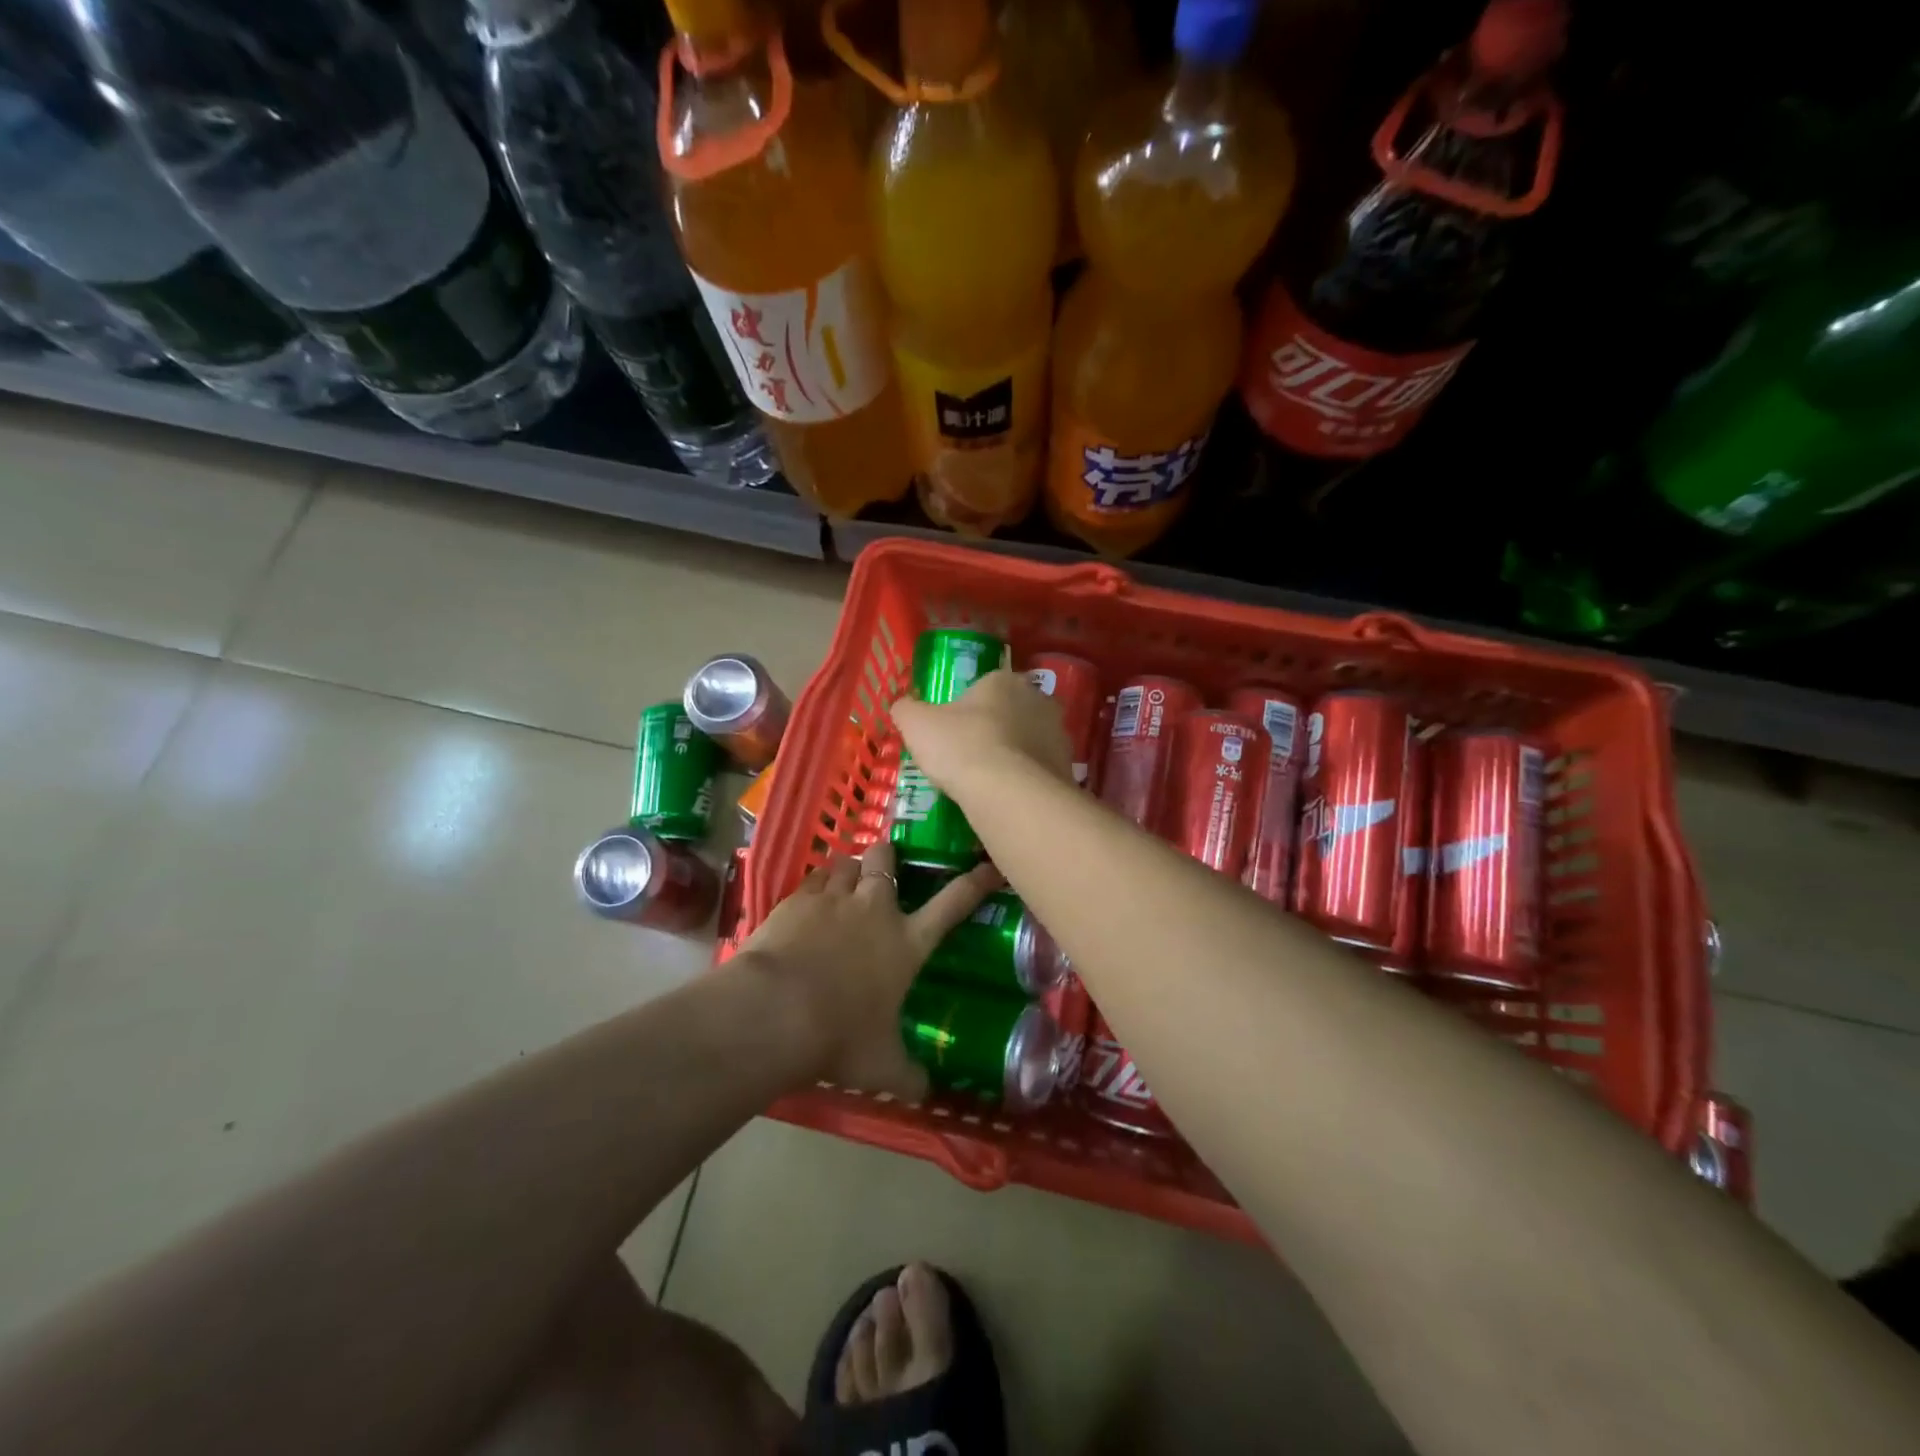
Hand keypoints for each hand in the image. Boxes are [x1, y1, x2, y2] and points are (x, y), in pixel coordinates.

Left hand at [733, 839, 1001, 1098]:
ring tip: (845, 882)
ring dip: (849, 870)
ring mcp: (832, 899)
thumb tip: (926, 1093)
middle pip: (886, 859)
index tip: (987, 866)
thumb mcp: (881, 1068)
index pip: (952, 904)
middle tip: (884, 865)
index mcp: (906, 942)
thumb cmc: (839, 1037)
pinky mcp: (795, 901)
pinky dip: (815, 885)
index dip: (974, 883)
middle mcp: (874, 909)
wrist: (774, 1013)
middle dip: (887, 856)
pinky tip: (809, 900)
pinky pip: (811, 879)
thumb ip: (908, 1077)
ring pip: (846, 863)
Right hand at [892, 667, 1073, 804]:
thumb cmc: (961, 747)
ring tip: (988, 783)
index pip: (984, 686)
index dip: (967, 709)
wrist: (1009, 794)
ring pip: (1029, 741)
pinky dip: (1026, 780)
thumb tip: (903, 706)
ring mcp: (1059, 733)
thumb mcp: (917, 725)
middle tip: (969, 757)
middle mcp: (1038, 699)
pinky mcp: (1069, 767)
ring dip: (1013, 755)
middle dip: (994, 730)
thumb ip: (906, 710)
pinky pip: (1040, 770)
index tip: (952, 733)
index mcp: (1003, 680)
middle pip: (1010, 712)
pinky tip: (1008, 798)